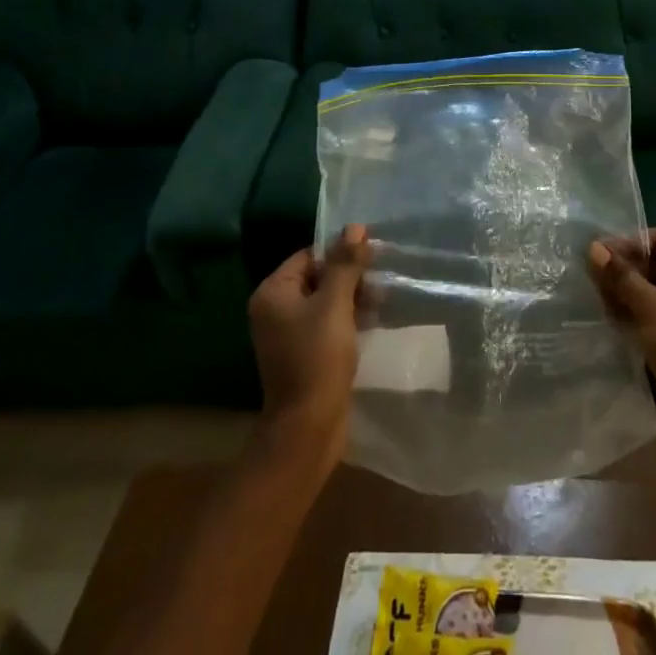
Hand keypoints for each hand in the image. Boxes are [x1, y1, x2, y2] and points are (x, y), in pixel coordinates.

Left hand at [248, 225, 370, 465]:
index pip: (310, 256)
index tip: (373, 256)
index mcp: (273, 292)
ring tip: (382, 302)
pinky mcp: (302, 354)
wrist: (308, 427)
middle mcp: (274, 309)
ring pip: (325, 301)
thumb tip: (355, 227)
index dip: (341, 253)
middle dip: (350, 277)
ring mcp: (287, 334)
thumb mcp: (335, 305)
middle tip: (381, 282)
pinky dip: (347, 319)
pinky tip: (372, 321)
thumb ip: (345, 264)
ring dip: (352, 298)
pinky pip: (326, 324)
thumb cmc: (318, 358)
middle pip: (317, 277)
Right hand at [588, 228, 655, 458]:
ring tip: (595, 298)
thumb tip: (593, 248)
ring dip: (623, 291)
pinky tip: (607, 318)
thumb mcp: (651, 307)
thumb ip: (621, 277)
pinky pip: (649, 312)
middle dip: (624, 268)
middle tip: (592, 277)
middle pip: (654, 263)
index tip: (603, 254)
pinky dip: (630, 312)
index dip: (633, 242)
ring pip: (649, 289)